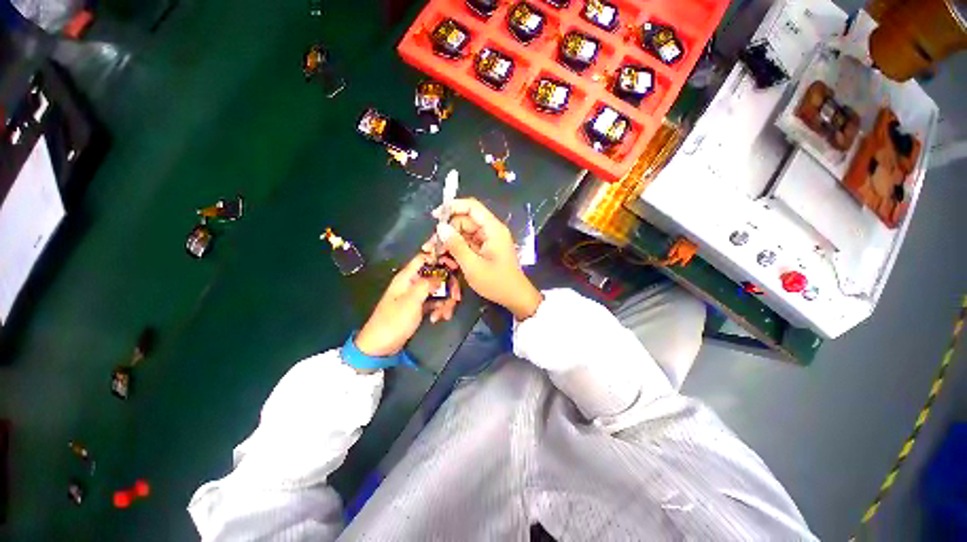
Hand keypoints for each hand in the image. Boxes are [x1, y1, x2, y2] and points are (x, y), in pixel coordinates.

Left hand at [355, 252, 460, 357]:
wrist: (381, 346)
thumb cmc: (393, 321)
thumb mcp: (411, 301)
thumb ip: (427, 285)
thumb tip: (441, 276)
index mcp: (407, 277)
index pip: (424, 258)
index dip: (439, 259)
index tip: (454, 267)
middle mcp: (413, 283)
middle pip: (436, 276)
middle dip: (448, 286)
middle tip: (455, 298)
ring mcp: (417, 295)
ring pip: (438, 290)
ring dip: (445, 301)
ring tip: (445, 314)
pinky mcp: (420, 307)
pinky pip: (435, 301)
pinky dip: (440, 308)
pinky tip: (438, 318)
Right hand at [429, 198, 541, 320]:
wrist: (515, 297)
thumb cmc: (497, 282)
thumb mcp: (473, 266)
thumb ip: (456, 245)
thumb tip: (441, 227)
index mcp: (493, 229)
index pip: (472, 207)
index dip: (453, 207)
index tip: (435, 217)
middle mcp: (491, 231)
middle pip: (465, 221)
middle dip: (448, 230)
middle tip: (432, 245)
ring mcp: (489, 240)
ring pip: (465, 233)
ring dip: (451, 241)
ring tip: (437, 254)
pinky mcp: (486, 249)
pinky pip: (469, 243)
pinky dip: (458, 249)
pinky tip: (448, 259)